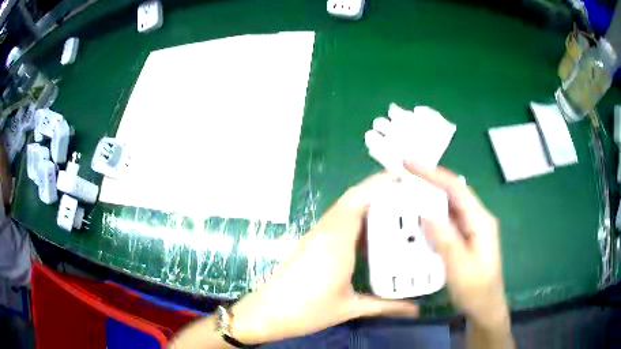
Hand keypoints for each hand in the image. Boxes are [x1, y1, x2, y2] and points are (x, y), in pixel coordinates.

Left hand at [230, 172, 418, 343]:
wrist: (267, 313)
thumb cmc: (306, 311)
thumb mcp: (350, 308)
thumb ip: (386, 306)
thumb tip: (416, 309)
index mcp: (337, 241)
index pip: (360, 199)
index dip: (382, 184)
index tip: (407, 179)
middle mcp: (327, 231)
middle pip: (354, 197)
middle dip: (381, 189)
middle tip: (410, 192)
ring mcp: (317, 235)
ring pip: (346, 206)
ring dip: (369, 200)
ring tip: (399, 205)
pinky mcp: (312, 242)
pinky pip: (339, 219)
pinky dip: (359, 215)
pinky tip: (375, 228)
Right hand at [404, 162, 508, 329]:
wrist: (485, 307)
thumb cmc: (476, 289)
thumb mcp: (460, 267)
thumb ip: (445, 239)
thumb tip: (426, 213)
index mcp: (481, 221)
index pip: (457, 188)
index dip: (434, 173)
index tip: (410, 163)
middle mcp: (478, 218)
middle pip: (453, 192)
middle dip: (429, 181)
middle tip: (403, 175)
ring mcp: (472, 228)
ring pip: (449, 206)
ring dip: (429, 197)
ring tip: (406, 193)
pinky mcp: (465, 237)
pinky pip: (447, 220)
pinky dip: (432, 215)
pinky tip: (418, 219)